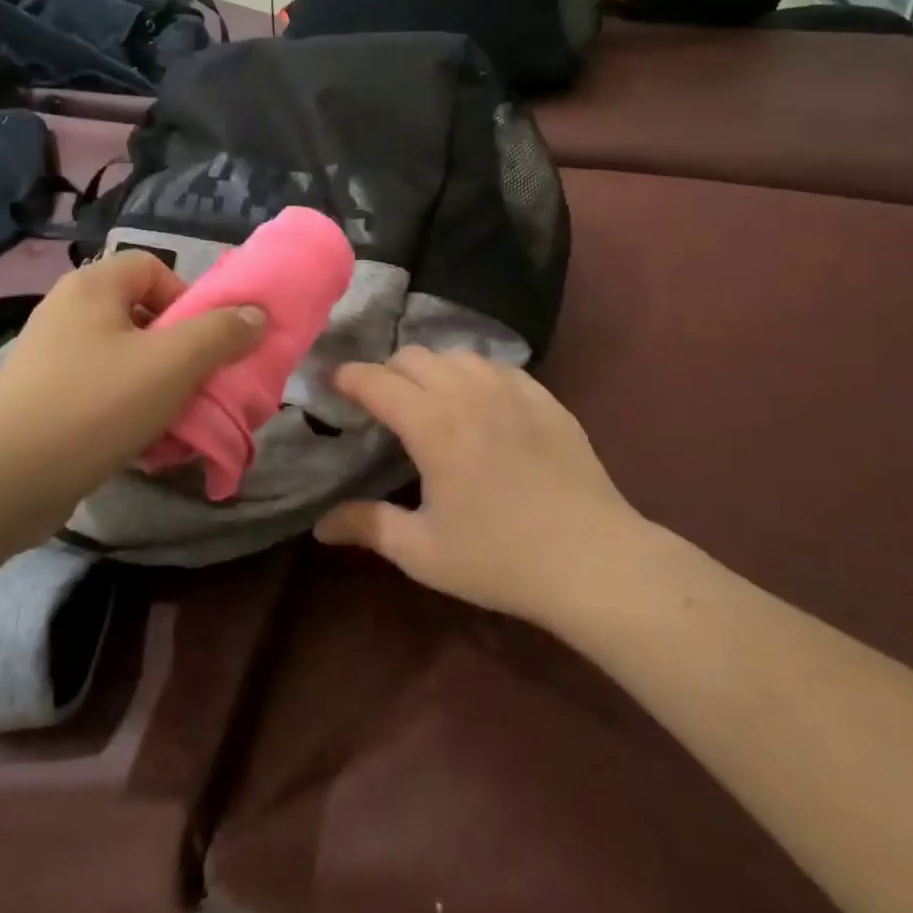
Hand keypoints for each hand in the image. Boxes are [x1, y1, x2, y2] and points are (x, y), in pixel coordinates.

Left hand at [0, 252, 265, 525]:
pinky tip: (141, 444)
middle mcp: (66, 313)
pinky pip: (100, 393)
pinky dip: (126, 411)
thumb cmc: (94, 405)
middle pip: (141, 316)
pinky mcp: (41, 401)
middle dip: (177, 351)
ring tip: (173, 420)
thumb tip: (255, 314)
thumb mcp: (172, 364)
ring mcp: (49, 358)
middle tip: (194, 383)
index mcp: (91, 287)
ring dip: (157, 386)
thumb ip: (221, 333)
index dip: (186, 298)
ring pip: (124, 360)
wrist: (2, 482)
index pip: (153, 267)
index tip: (201, 341)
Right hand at [316, 349, 642, 628]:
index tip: (334, 385)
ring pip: (456, 354)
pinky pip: (497, 366)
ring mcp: (511, 389)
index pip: (376, 380)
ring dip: (431, 368)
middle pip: (413, 357)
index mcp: (432, 424)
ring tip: (428, 399)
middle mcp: (467, 392)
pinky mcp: (544, 396)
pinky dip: (474, 374)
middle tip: (381, 404)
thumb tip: (320, 525)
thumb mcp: (424, 552)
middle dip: (387, 372)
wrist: (592, 559)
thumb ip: (368, 526)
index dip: (349, 377)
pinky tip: (479, 401)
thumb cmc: (500, 558)